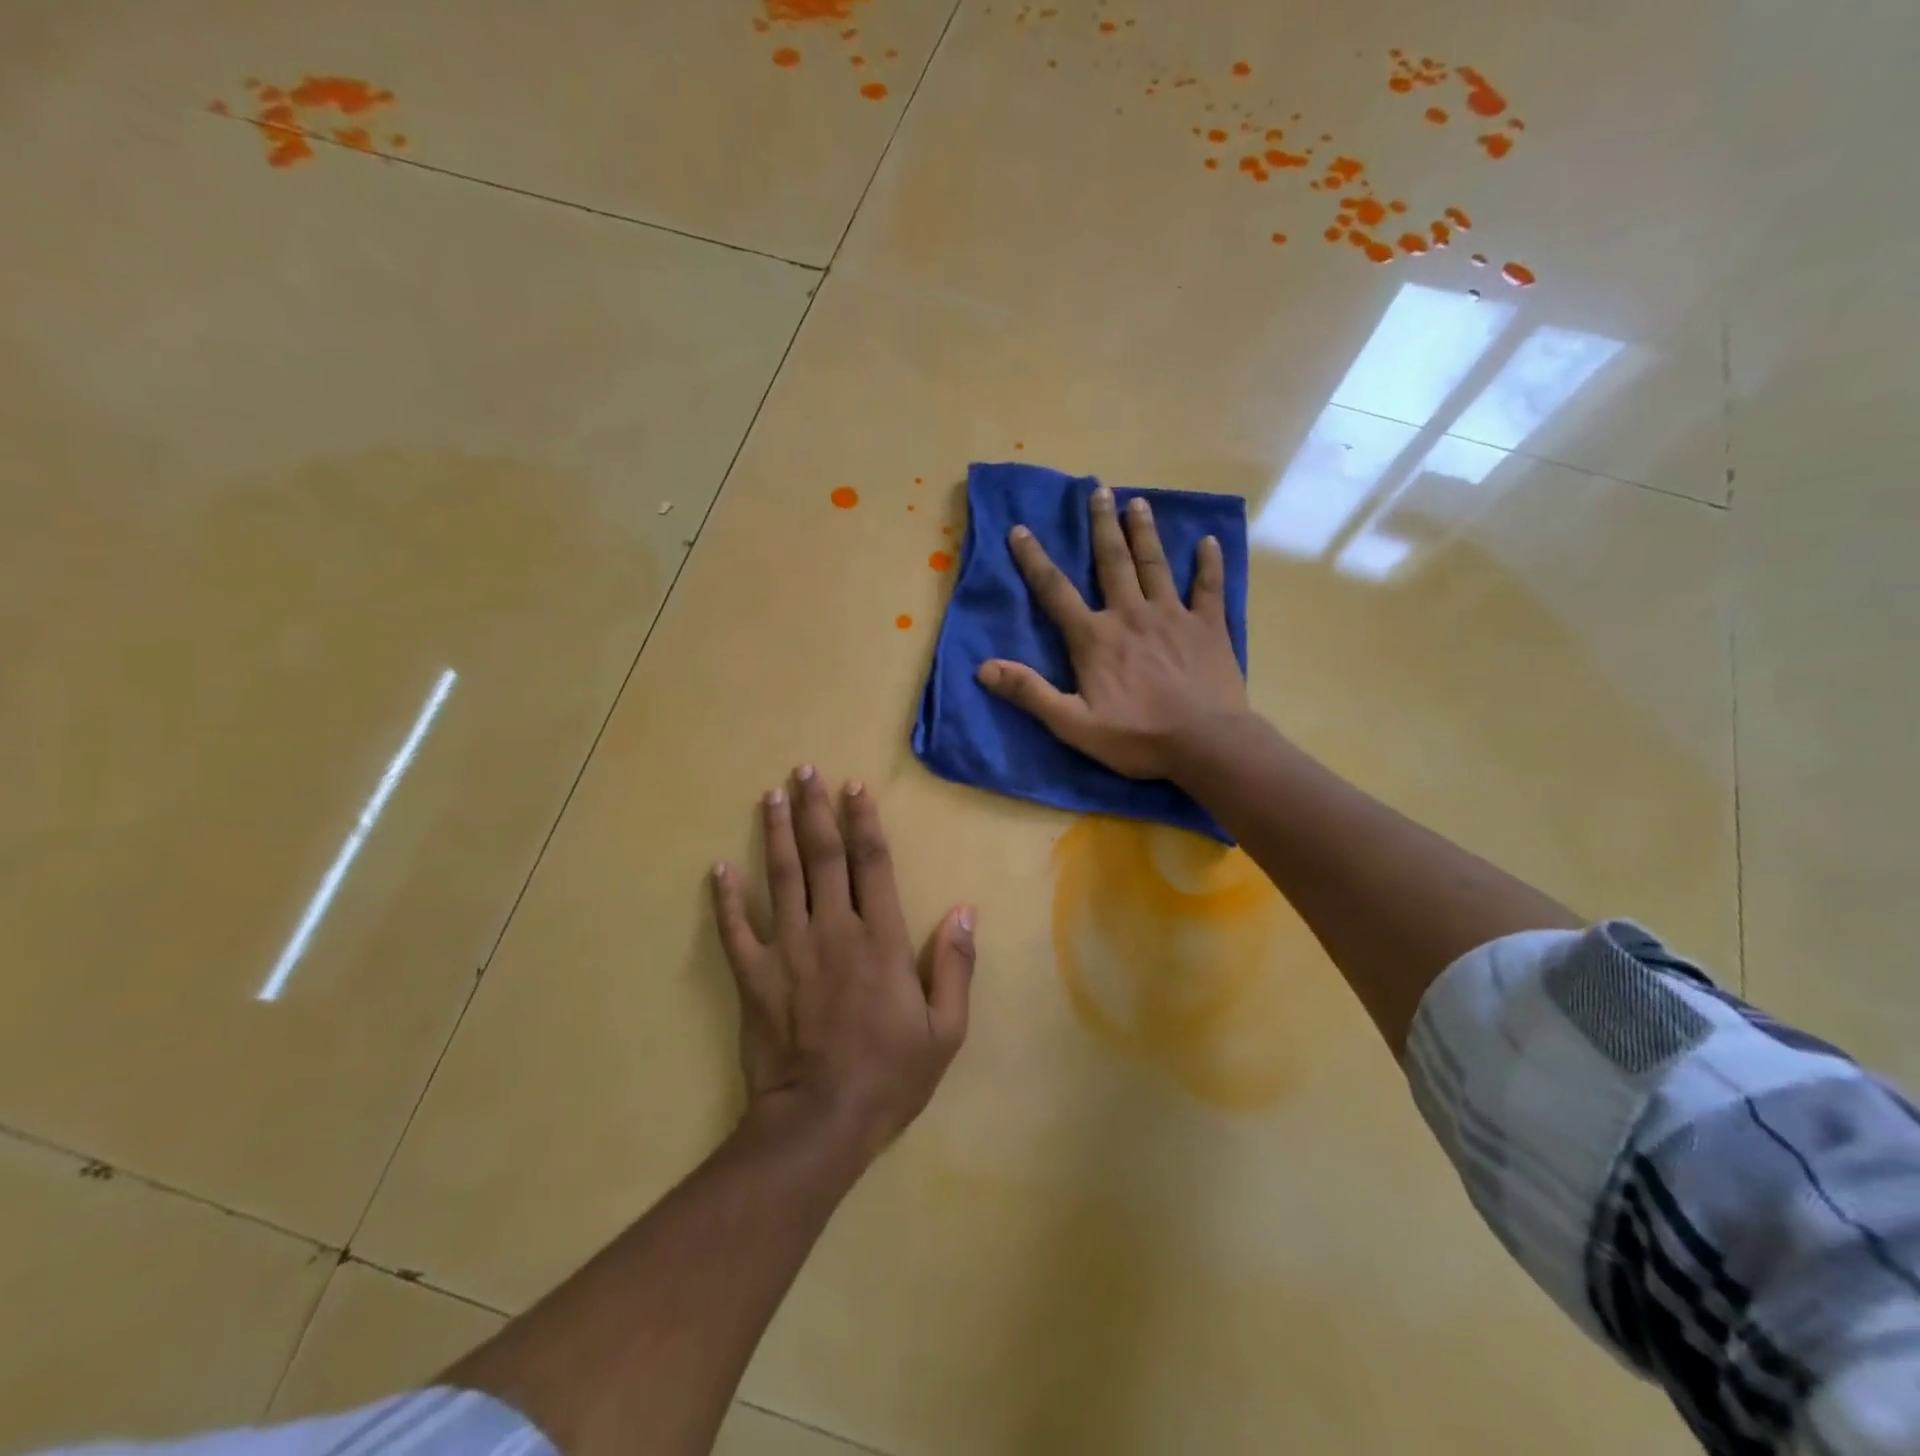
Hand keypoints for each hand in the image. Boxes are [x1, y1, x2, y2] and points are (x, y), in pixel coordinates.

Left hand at [711, 768, 974, 1161]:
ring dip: (776, 834)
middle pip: (822, 857)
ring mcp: (788, 950)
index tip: (854, 788)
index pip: (872, 864)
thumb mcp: (944, 1029)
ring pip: (781, 878)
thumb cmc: (890, 1075)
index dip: (864, 822)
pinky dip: (726, 898)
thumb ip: (954, 966)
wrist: (819, 1123)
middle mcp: (833, 930)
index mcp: (880, 939)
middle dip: (815, 810)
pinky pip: (736, 929)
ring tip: (771, 796)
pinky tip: (719, 868)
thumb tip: (963, 910)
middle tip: (805, 772)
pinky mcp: (754, 976)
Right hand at [977, 485, 1247, 780]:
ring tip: (1138, 502)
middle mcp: (1131, 615)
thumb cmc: (1136, 737)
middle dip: (1102, 525)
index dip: (1034, 559)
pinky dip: (1208, 563)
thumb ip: (1030, 693)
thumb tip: (984, 668)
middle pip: (1112, 562)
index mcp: (1095, 638)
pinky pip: (1208, 587)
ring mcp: (1173, 616)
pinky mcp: (1208, 627)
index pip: (1056, 591)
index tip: (1020, 529)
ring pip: (1155, 564)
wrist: (1205, 744)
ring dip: (1144, 532)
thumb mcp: (1073, 724)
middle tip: (1098, 490)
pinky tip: (1207, 541)